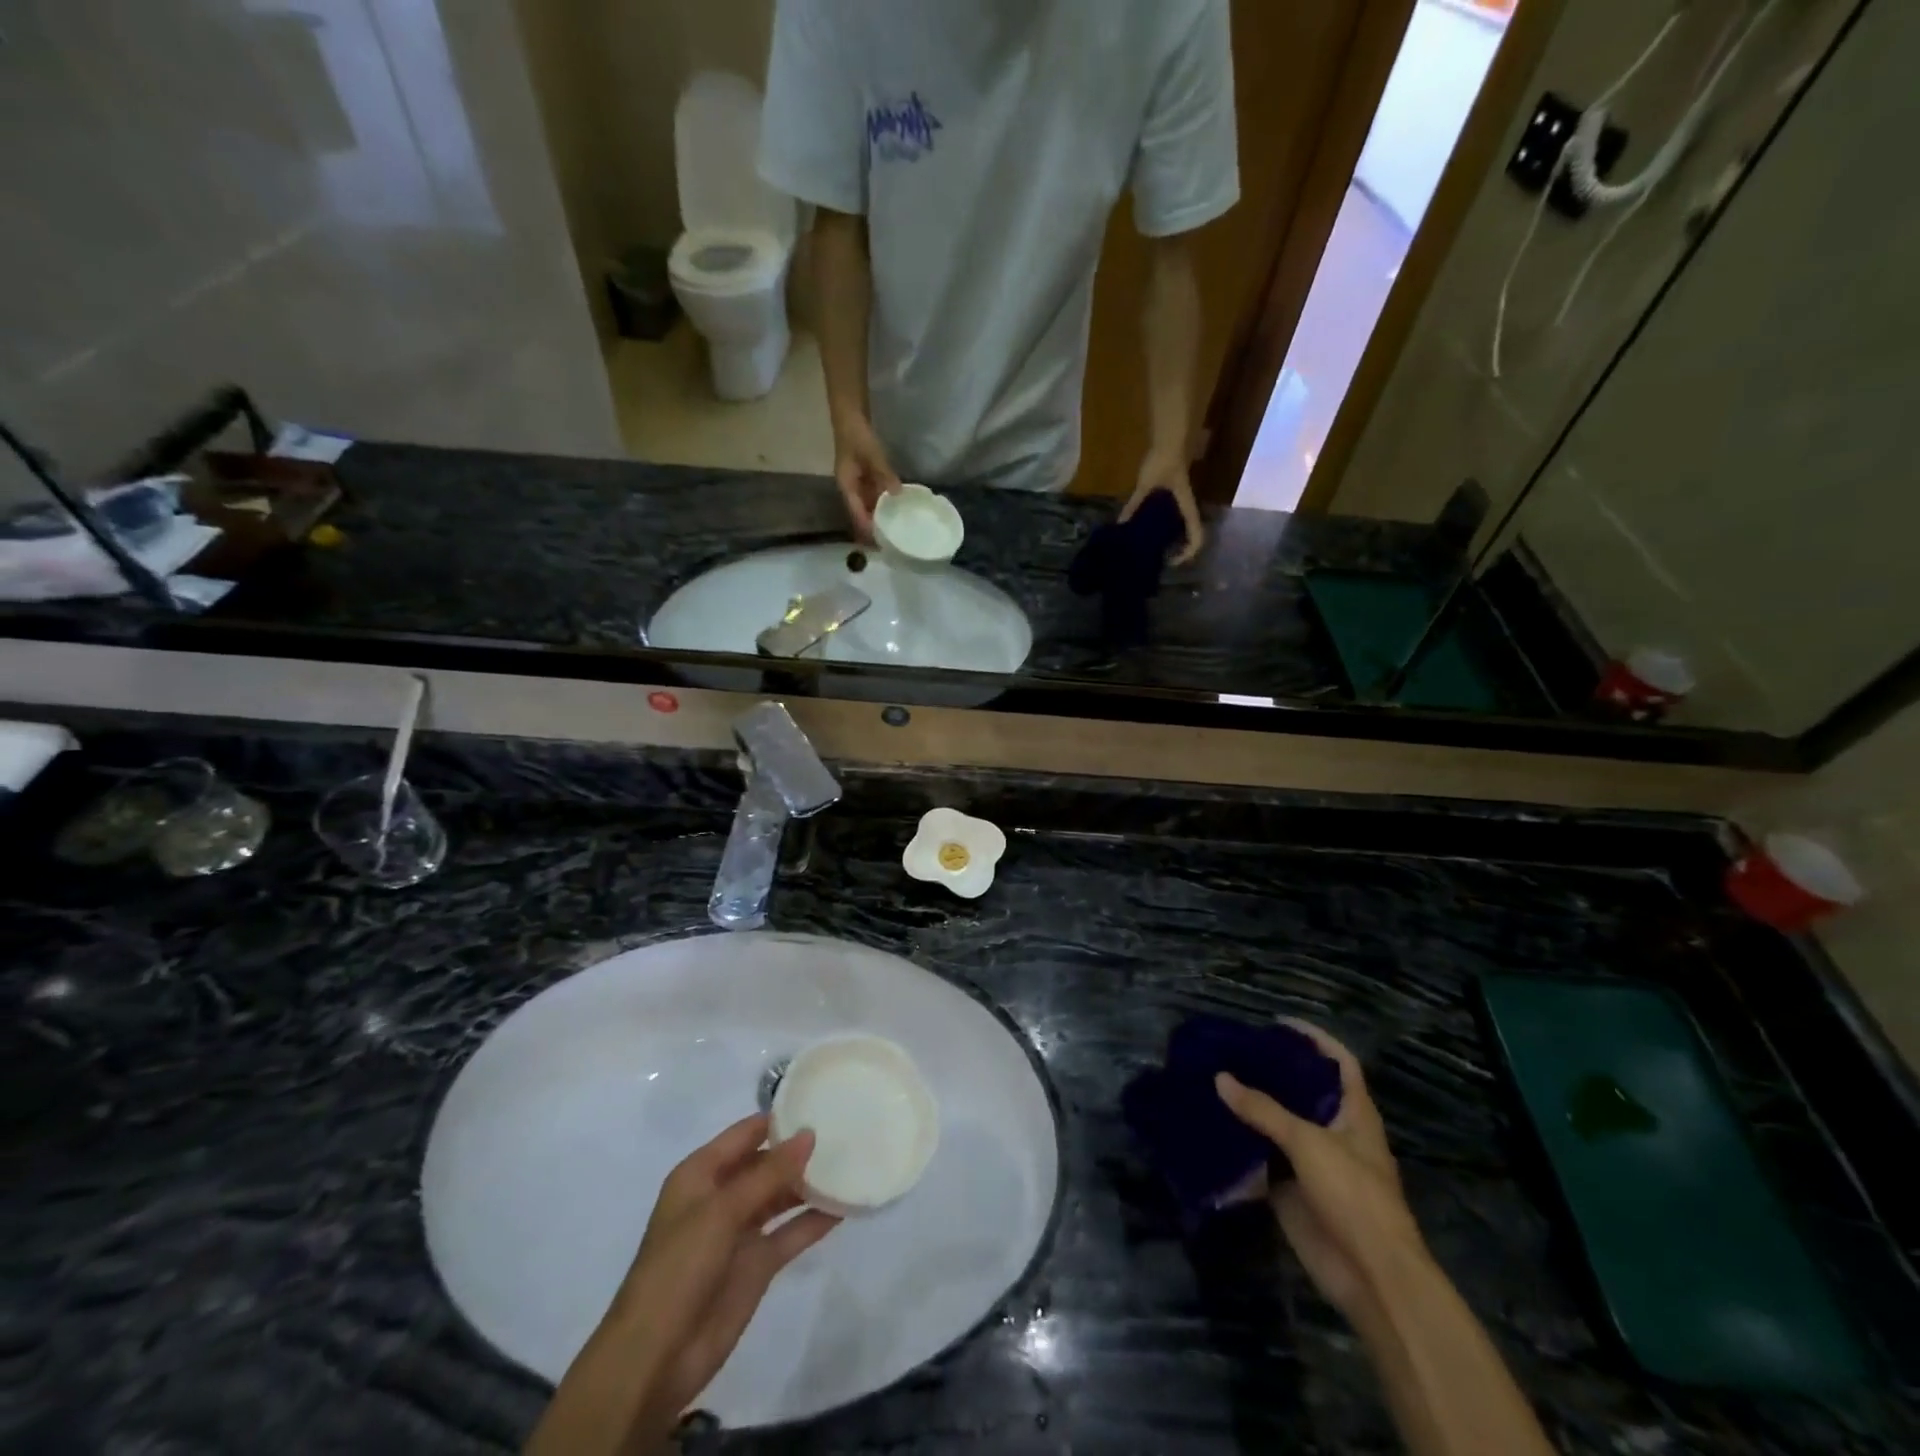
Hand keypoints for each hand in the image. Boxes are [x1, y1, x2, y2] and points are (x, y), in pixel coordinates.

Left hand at [536, 1115, 837, 1452]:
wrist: (656, 1356)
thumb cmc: (680, 1267)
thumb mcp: (722, 1210)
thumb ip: (769, 1173)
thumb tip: (809, 1133)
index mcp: (701, 1174)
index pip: (745, 1133)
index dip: (778, 1118)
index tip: (820, 1100)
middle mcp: (721, 1196)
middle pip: (766, 1163)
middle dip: (799, 1149)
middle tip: (845, 1129)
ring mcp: (740, 1232)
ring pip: (781, 1196)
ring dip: (809, 1184)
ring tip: (851, 1162)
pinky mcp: (757, 1265)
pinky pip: (791, 1233)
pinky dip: (815, 1221)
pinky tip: (845, 1206)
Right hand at [832, 416, 900, 542]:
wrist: (850, 414)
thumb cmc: (857, 434)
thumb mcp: (872, 454)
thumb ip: (884, 474)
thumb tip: (897, 494)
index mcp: (846, 486)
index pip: (857, 514)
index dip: (867, 528)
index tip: (880, 542)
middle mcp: (850, 489)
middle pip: (861, 514)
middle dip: (874, 527)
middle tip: (891, 541)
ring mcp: (857, 483)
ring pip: (868, 505)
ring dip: (880, 516)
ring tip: (896, 529)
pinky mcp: (865, 477)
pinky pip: (874, 495)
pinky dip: (884, 503)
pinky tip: (896, 508)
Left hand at [1121, 450, 1205, 566]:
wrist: (1167, 441)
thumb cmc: (1161, 463)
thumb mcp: (1145, 486)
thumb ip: (1133, 505)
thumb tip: (1120, 524)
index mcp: (1187, 508)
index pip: (1197, 536)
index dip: (1189, 552)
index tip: (1171, 561)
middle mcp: (1187, 508)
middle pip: (1190, 536)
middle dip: (1178, 550)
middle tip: (1157, 560)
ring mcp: (1181, 503)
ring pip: (1180, 528)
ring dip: (1170, 540)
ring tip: (1150, 549)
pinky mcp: (1173, 496)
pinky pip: (1170, 518)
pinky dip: (1161, 528)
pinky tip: (1144, 531)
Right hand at [1215, 1022, 1425, 1322]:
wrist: (1371, 1276)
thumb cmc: (1354, 1196)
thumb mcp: (1308, 1143)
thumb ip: (1263, 1110)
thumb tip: (1220, 1078)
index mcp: (1353, 1113)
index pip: (1338, 1062)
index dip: (1314, 1038)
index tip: (1278, 1022)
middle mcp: (1333, 1131)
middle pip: (1302, 1090)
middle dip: (1270, 1070)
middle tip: (1232, 1049)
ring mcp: (1312, 1161)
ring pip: (1277, 1123)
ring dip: (1250, 1106)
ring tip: (1213, 1078)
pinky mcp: (1291, 1189)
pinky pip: (1261, 1158)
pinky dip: (1239, 1143)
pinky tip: (1211, 1125)